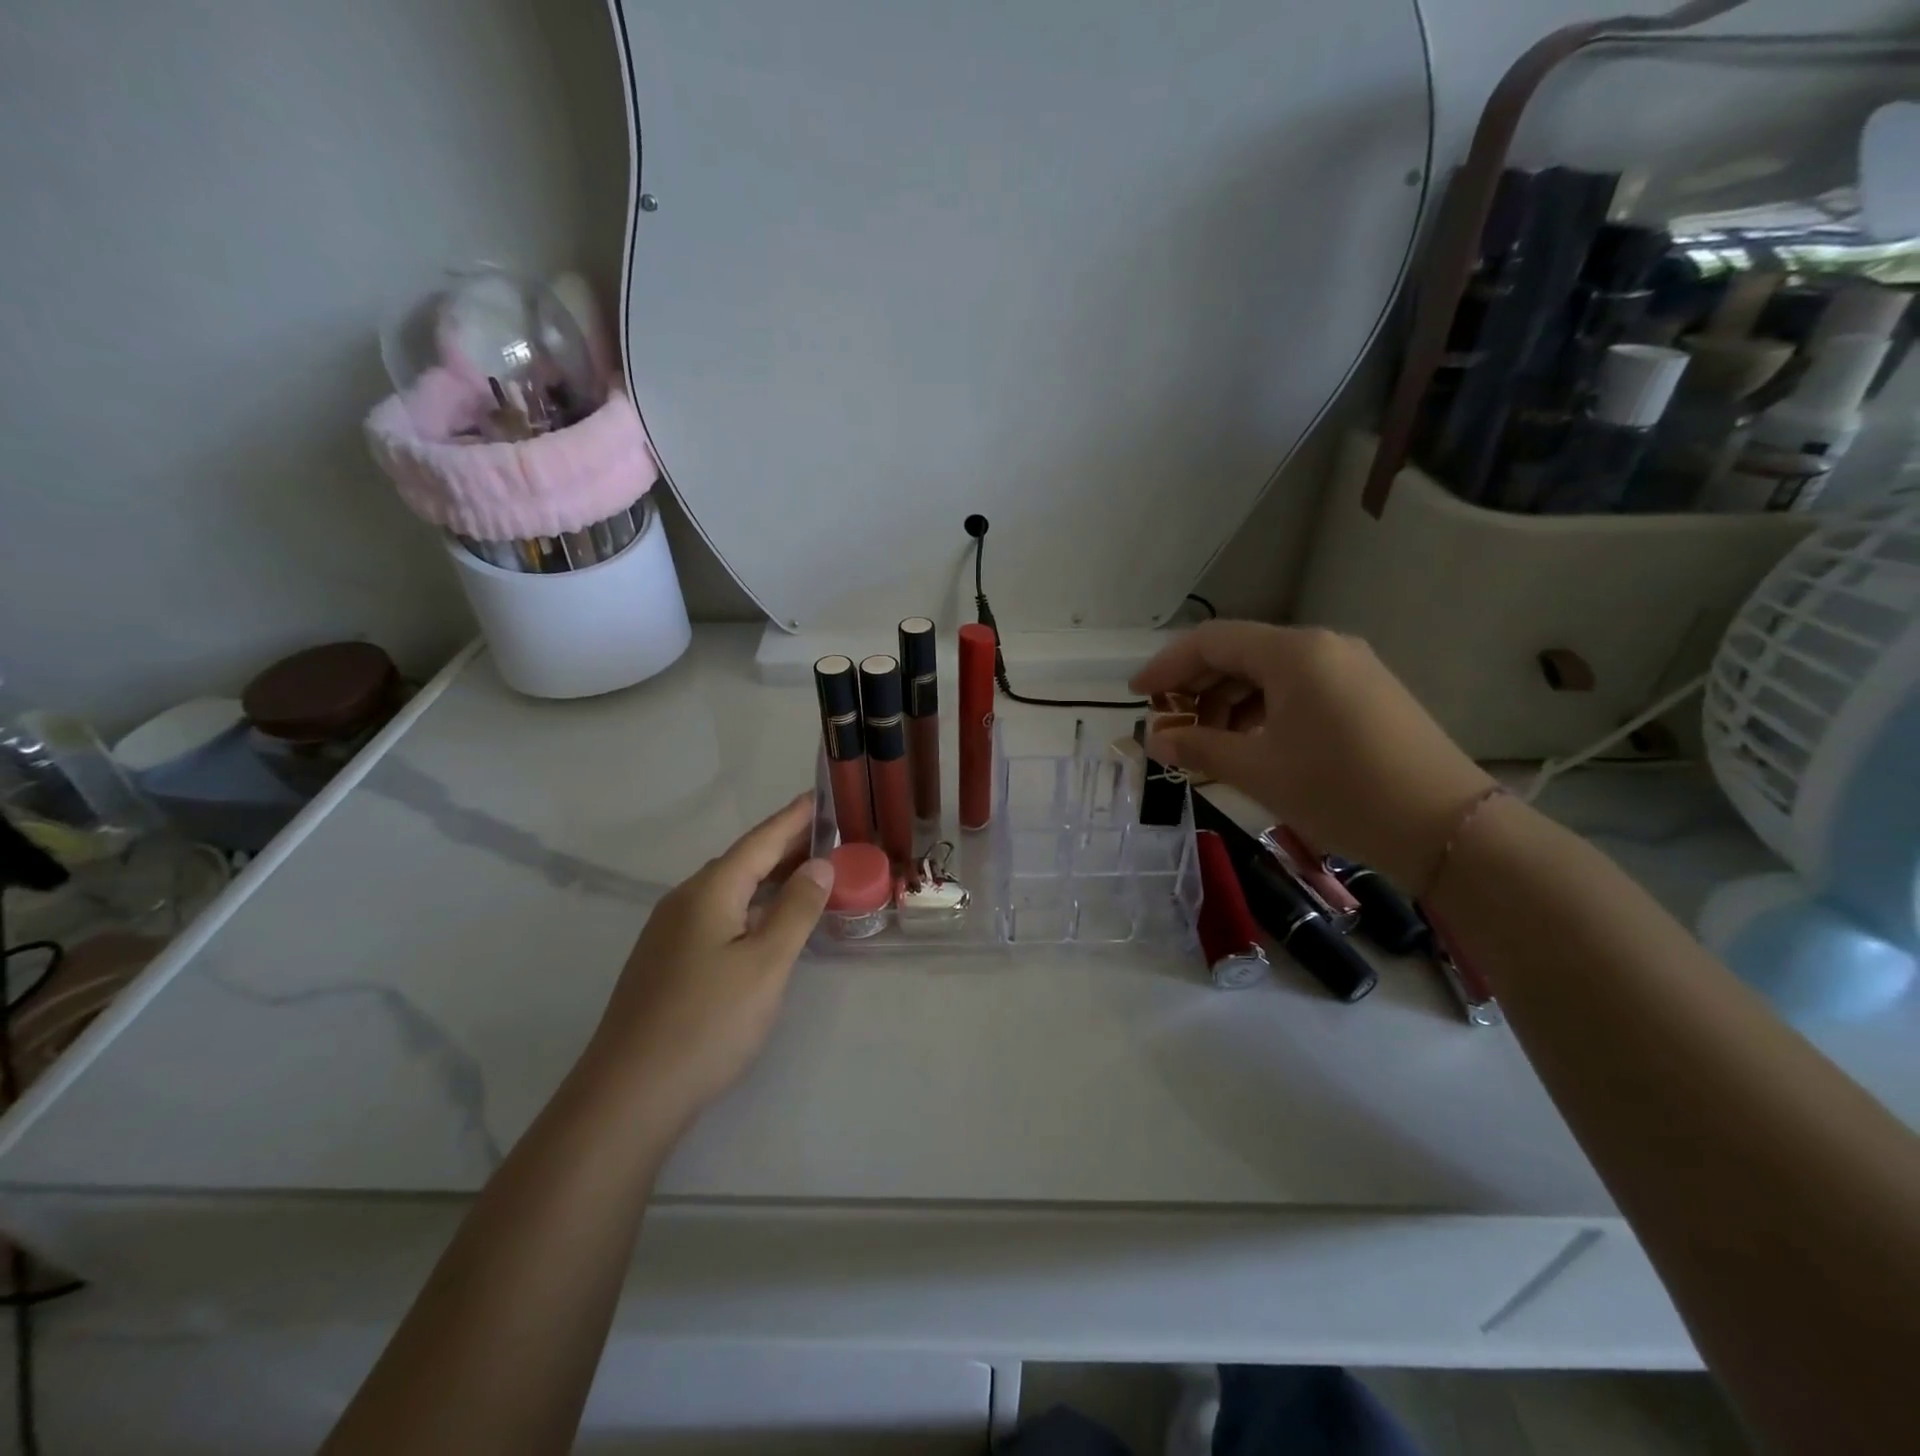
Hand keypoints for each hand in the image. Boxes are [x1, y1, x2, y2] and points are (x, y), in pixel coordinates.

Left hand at [587, 793, 833, 1128]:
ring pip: (729, 890)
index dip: (793, 819)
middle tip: (829, 838)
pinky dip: (751, 906)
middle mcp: (685, 901)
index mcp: (710, 891)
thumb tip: (819, 865)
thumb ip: (796, 910)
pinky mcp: (667, 962)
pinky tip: (767, 924)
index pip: (760, 841)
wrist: (629, 1094)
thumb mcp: (766, 963)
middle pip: (743, 861)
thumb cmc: (707, 1022)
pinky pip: (718, 915)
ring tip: (808, 876)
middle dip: (785, 847)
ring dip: (769, 878)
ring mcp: (670, 933)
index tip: (821, 796)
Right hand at [1131, 622, 1493, 890]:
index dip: (1167, 666)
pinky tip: (1251, 746)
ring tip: (1208, 746)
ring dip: (1228, 704)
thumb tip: (1153, 740)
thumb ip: (1198, 747)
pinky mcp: (1366, 693)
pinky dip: (1262, 711)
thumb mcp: (1258, 770)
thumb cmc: (1340, 791)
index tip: (1137, 697)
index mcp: (1293, 653)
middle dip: (1197, 689)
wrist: (1445, 828)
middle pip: (1239, 654)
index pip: (1211, 641)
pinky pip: (1297, 689)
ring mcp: (1349, 668)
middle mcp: (1322, 647)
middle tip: (1171, 729)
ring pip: (1268, 673)